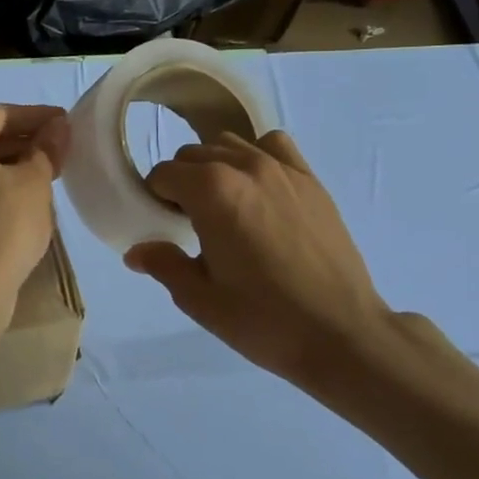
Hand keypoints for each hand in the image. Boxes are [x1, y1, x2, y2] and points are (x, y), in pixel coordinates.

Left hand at [0, 103, 69, 331]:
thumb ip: (46, 149)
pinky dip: (0, 190)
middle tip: (63, 149)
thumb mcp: (33, 183)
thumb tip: (58, 127)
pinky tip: (29, 202)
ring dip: (14, 167)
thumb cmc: (1, 228)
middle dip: (26, 141)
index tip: (68, 123)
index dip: (38, 116)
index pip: (0, 114)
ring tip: (52, 174)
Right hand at [126, 131, 398, 394]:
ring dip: (216, 167)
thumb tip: (136, 251)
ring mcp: (283, 169)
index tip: (165, 226)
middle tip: (191, 223)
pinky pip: (273, 145)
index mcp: (211, 192)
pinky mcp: (311, 180)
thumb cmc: (263, 319)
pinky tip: (259, 191)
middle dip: (183, 182)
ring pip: (231, 145)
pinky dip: (256, 157)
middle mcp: (245, 167)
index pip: (164, 174)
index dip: (156, 198)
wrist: (341, 333)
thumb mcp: (200, 299)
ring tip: (225, 206)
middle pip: (194, 154)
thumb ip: (164, 264)